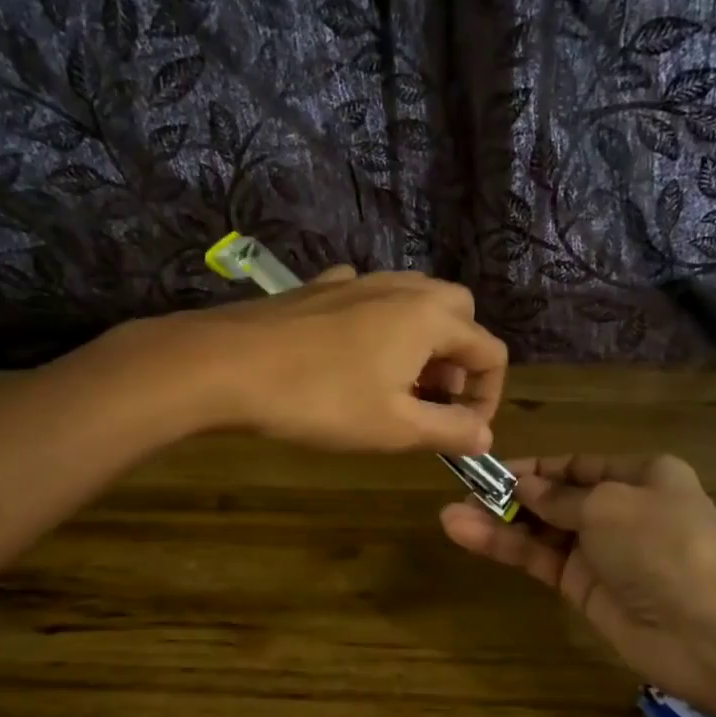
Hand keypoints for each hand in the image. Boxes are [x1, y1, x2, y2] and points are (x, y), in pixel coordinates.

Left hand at [161, 267, 508, 453]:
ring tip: (395, 384)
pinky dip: (378, 325)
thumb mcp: (394, 428)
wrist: (225, 365)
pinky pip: (368, 298)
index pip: (490, 351)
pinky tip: (351, 356)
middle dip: (459, 358)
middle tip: (432, 399)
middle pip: (458, 313)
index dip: (487, 397)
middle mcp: (402, 287)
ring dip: (421, 341)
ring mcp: (357, 281)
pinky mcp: (319, 288)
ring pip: (413, 301)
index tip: (461, 432)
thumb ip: (449, 430)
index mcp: (430, 317)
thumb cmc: (320, 400)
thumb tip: (485, 435)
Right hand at [440, 455, 715, 711]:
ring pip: (540, 531)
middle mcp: (620, 510)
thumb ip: (558, 497)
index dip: (533, 467)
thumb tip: (524, 486)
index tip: (489, 470)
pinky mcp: (585, 590)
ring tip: (450, 517)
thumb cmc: (664, 545)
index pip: (576, 466)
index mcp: (640, 476)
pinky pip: (540, 561)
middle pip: (554, 498)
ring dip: (498, 522)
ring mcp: (601, 553)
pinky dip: (507, 548)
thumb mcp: (608, 504)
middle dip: (509, 495)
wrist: (711, 631)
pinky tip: (469, 536)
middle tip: (461, 494)